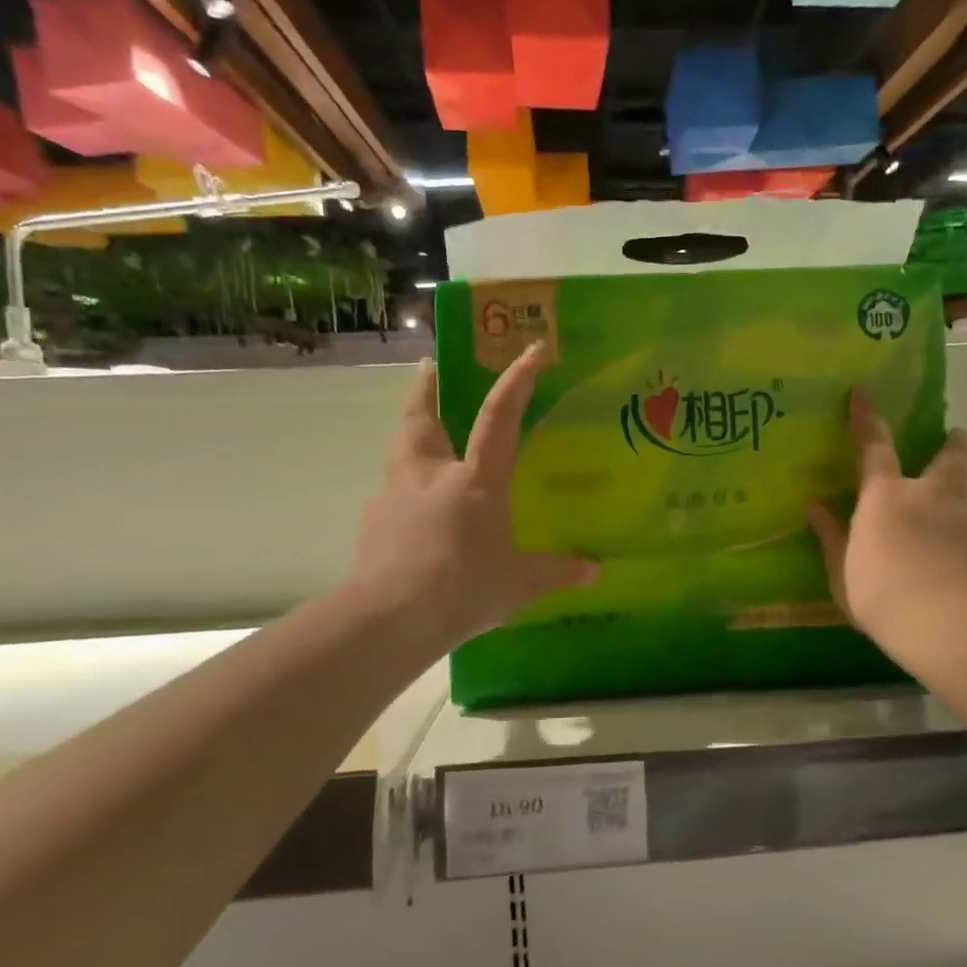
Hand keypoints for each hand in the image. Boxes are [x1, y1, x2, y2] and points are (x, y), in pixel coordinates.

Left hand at [351, 343, 596, 648]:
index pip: (499, 417)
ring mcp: (395, 497)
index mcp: (475, 479)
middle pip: (421, 416)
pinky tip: (409, 512)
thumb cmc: (464, 588)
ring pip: (398, 448)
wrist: (390, 618)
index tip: (532, 348)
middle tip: (428, 365)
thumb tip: (594, 571)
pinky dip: (401, 492)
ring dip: (408, 430)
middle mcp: (431, 475)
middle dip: (425, 386)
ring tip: (416, 429)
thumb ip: (557, 571)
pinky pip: (389, 496)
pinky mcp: (372, 524)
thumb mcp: (520, 584)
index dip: (518, 380)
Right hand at [807, 389, 966, 653]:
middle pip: (953, 457)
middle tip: (957, 437)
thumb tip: (813, 508)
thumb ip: (831, 536)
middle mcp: (931, 497)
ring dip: (966, 495)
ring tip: (959, 507)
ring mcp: (966, 522)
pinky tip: (962, 562)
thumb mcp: (841, 569)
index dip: (868, 417)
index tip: (864, 390)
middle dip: (956, 443)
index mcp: (886, 496)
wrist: (943, 624)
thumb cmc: (878, 591)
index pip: (874, 445)